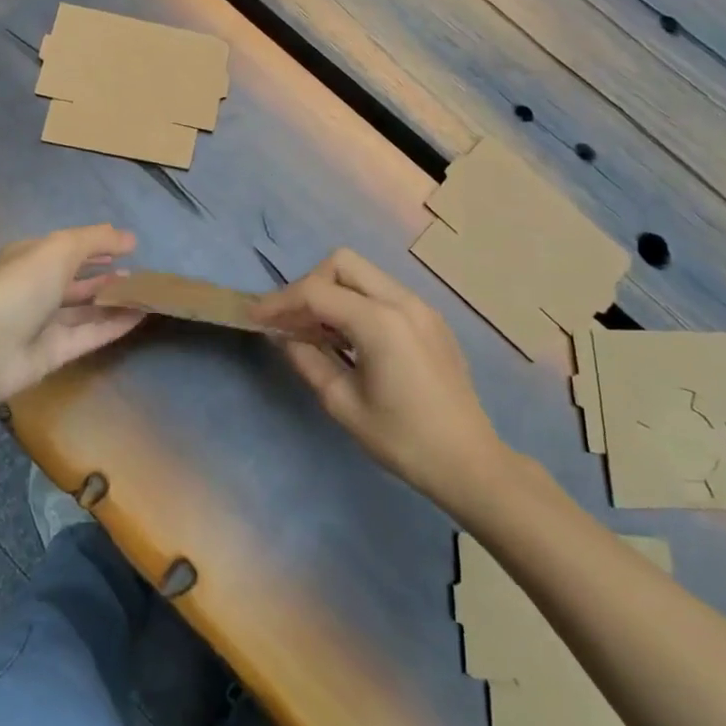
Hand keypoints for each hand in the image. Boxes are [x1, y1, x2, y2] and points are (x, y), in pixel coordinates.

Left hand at [0, 224, 147, 401]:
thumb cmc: (21, 285)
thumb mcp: (60, 248)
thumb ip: (96, 239)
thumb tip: (130, 237)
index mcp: (29, 258)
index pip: (66, 248)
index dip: (95, 245)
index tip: (128, 246)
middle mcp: (35, 289)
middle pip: (75, 280)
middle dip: (104, 275)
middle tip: (139, 273)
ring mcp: (44, 323)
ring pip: (85, 309)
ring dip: (113, 300)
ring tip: (145, 293)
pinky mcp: (54, 353)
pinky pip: (90, 334)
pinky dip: (114, 325)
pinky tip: (140, 316)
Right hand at [254, 249, 506, 502]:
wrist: (470, 462)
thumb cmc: (403, 440)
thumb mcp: (344, 404)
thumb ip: (308, 360)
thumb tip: (283, 336)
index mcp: (380, 322)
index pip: (317, 292)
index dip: (280, 301)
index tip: (255, 317)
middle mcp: (402, 301)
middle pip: (342, 263)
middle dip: (309, 284)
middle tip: (292, 321)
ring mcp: (421, 306)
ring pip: (364, 274)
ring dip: (333, 292)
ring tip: (315, 330)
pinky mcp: (430, 318)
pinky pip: (383, 292)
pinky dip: (357, 302)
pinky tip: (349, 338)